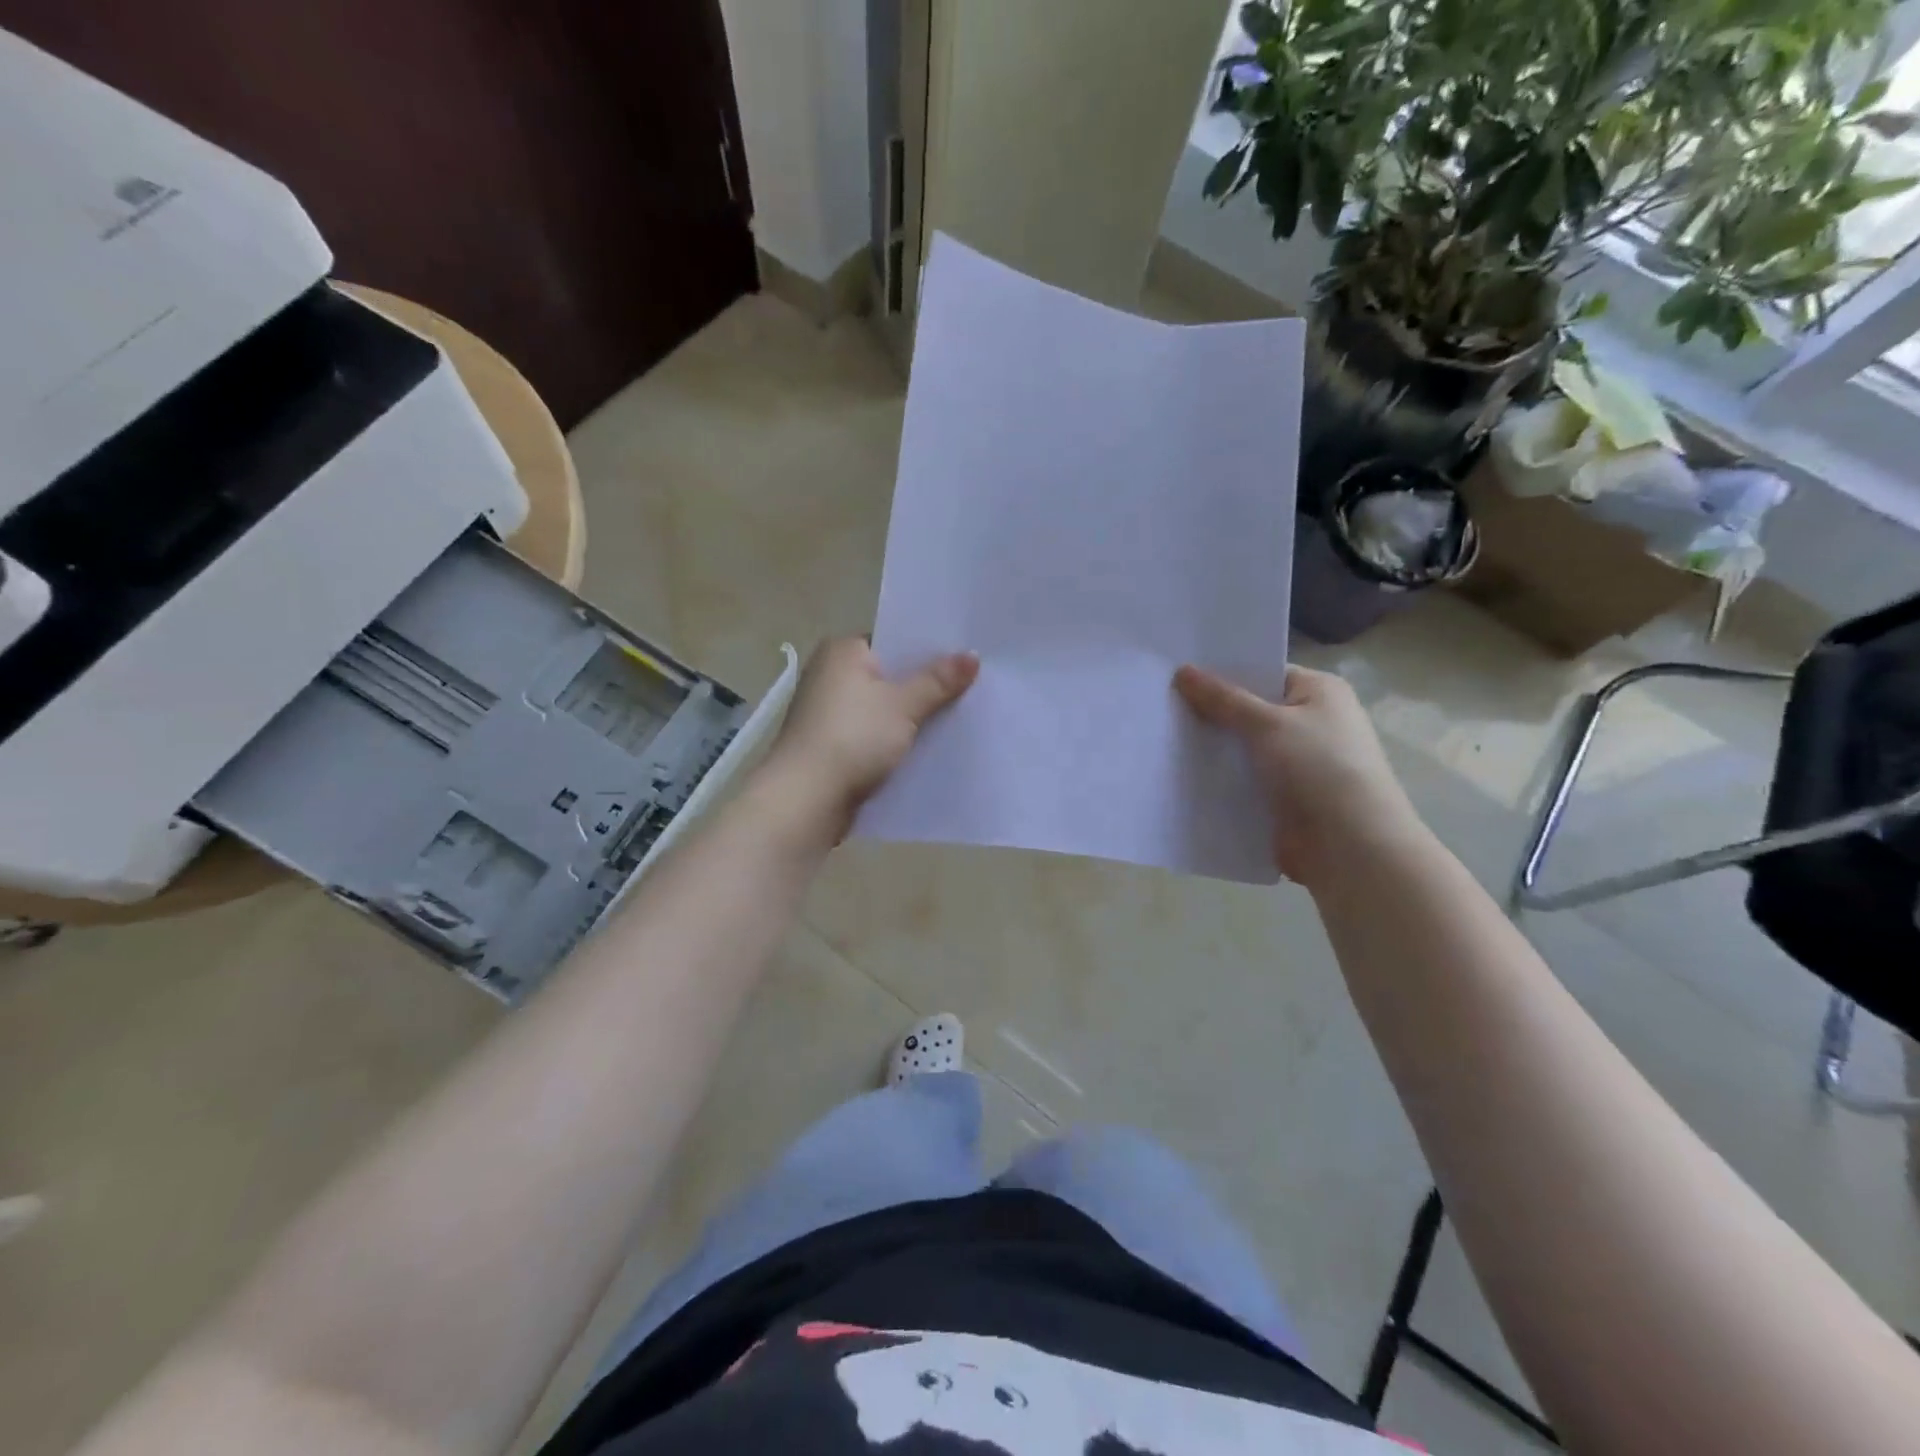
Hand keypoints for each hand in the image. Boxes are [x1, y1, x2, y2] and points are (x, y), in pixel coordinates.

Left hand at [761, 637, 978, 837]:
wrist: (805, 800)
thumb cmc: (852, 738)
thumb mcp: (903, 706)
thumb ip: (938, 681)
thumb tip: (972, 655)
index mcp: (842, 651)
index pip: (893, 639)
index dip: (929, 650)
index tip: (965, 659)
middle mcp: (830, 675)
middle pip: (890, 675)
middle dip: (925, 686)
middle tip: (973, 689)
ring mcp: (828, 713)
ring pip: (883, 709)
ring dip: (912, 717)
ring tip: (959, 719)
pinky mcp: (832, 746)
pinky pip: (873, 736)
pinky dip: (896, 741)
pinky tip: (928, 750)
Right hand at [1174, 662, 1422, 887]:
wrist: (1350, 847)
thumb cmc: (1318, 768)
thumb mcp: (1267, 724)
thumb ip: (1222, 698)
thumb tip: (1183, 671)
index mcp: (1320, 693)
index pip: (1264, 673)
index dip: (1223, 673)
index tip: (1178, 674)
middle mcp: (1312, 723)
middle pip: (1250, 711)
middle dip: (1211, 712)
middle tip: (1160, 704)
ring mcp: (1298, 763)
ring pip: (1243, 748)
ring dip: (1212, 748)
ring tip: (1161, 738)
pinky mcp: (1283, 798)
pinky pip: (1244, 780)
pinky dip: (1220, 779)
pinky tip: (1180, 775)